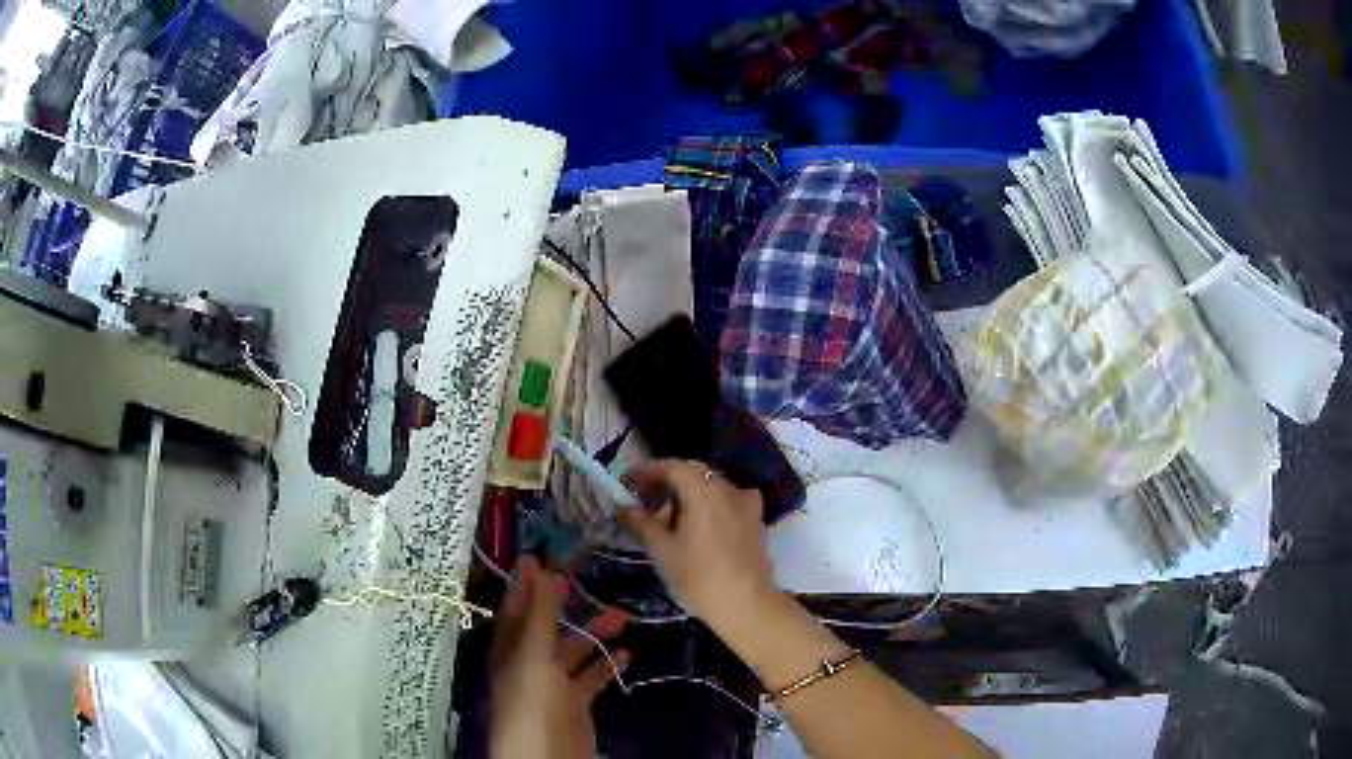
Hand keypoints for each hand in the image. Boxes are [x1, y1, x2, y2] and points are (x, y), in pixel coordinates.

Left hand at [489, 555, 628, 758]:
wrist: (547, 753)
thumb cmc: (532, 698)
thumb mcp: (533, 652)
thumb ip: (539, 613)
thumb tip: (539, 566)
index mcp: (510, 647)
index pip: (515, 608)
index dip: (525, 584)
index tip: (540, 556)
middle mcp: (529, 662)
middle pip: (547, 628)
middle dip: (565, 605)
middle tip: (583, 580)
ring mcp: (553, 683)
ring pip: (574, 651)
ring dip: (595, 633)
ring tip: (623, 615)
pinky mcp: (575, 702)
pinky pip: (592, 677)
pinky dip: (606, 664)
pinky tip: (626, 653)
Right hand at [620, 459, 776, 630]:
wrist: (746, 604)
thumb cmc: (699, 576)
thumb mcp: (662, 550)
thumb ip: (640, 522)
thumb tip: (622, 506)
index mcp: (705, 490)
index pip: (673, 467)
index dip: (649, 471)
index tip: (629, 480)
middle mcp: (729, 488)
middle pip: (694, 475)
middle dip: (667, 481)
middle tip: (644, 498)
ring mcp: (747, 504)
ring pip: (712, 488)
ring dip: (689, 494)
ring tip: (668, 516)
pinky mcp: (756, 521)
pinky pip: (728, 502)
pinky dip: (709, 506)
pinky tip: (699, 526)